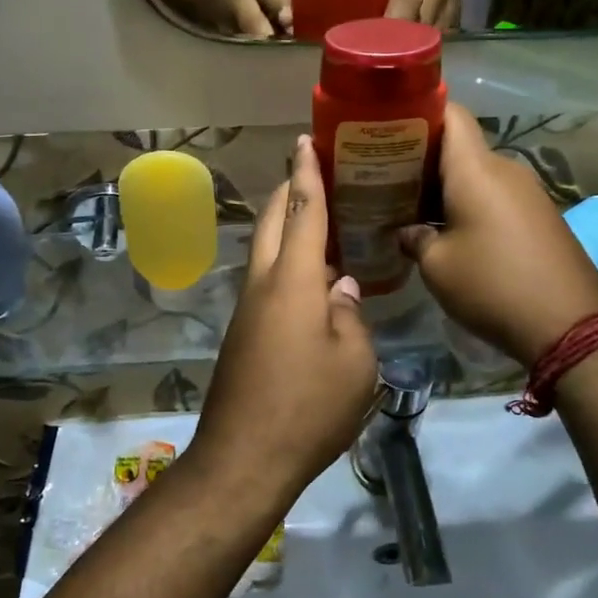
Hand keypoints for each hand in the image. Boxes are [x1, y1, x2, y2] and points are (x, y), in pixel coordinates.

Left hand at [190, 137, 378, 512]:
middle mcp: (264, 282)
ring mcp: (248, 307)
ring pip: (266, 249)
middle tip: (312, 168)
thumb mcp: (354, 362)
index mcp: (293, 279)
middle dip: (289, 188)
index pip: (303, 210)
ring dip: (286, 224)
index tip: (305, 140)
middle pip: (274, 220)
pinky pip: (267, 278)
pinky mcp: (243, 332)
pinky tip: (311, 277)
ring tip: (319, 217)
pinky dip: (286, 260)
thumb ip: (349, 314)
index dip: (306, 172)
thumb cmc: (308, 406)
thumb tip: (340, 287)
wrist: (243, 458)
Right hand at [399, 104, 597, 365]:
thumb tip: (408, 232)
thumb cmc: (492, 285)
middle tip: (389, 177)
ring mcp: (527, 192)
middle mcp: (504, 169)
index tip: (390, 128)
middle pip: (460, 146)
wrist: (569, 325)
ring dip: (447, 185)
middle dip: (424, 158)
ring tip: (413, 207)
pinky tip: (450, 230)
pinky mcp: (540, 215)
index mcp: (475, 169)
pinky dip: (471, 203)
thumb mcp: (437, 267)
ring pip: (478, 173)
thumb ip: (415, 238)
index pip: (451, 113)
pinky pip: (496, 195)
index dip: (421, 112)